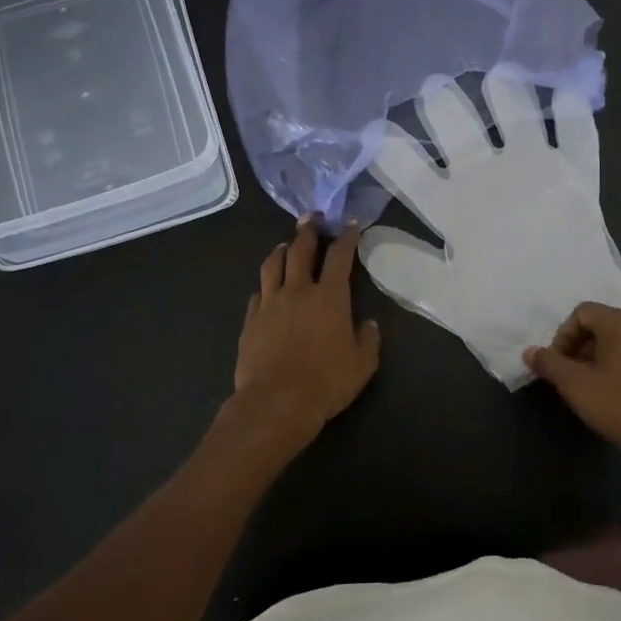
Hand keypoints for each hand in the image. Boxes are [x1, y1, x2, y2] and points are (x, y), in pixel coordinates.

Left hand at [220, 217, 380, 464]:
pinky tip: (268, 287)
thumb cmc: (326, 382)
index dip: (347, 237)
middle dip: (309, 230)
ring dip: (282, 250)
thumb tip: (369, 325)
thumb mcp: (363, 364)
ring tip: (286, 244)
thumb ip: (368, 339)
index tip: (350, 223)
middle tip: (312, 218)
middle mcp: (299, 291)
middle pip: (302, 250)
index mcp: (330, 297)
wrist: (276, 402)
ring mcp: (270, 303)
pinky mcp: (251, 320)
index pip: (341, 256)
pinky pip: (258, 293)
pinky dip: (266, 284)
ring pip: (273, 265)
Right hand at [524, 303, 620, 478]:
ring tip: (596, 387)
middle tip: (574, 377)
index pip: (583, 312)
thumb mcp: (577, 387)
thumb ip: (550, 364)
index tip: (559, 365)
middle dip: (583, 347)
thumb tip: (530, 351)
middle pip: (604, 324)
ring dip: (604, 357)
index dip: (563, 336)